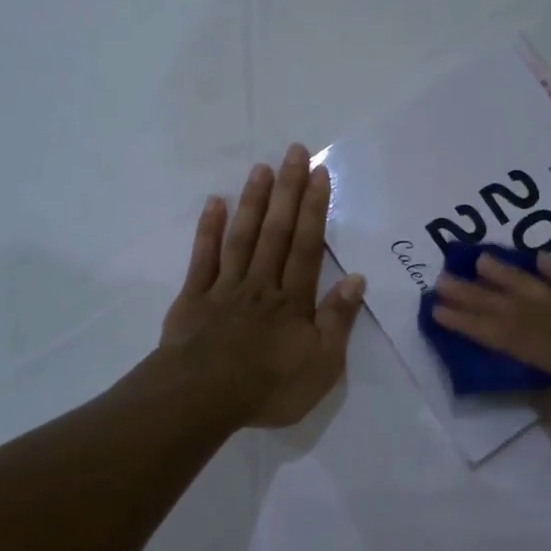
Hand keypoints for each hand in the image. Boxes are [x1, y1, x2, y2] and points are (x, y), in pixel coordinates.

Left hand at [160, 143, 366, 428]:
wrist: (201, 398)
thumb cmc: (268, 387)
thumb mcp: (321, 366)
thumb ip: (337, 321)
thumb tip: (356, 279)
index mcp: (293, 300)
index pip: (308, 246)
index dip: (315, 209)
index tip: (319, 174)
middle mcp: (261, 284)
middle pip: (277, 231)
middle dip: (288, 191)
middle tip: (294, 151)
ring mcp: (225, 287)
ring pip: (242, 237)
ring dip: (254, 201)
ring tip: (262, 168)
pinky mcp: (194, 298)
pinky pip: (203, 258)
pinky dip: (208, 230)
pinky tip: (214, 203)